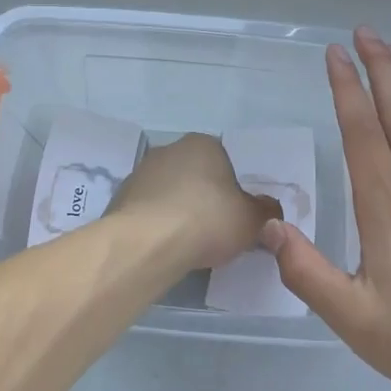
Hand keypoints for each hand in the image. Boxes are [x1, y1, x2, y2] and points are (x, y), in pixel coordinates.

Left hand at [110, 133, 281, 270]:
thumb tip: (269, 209)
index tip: (235, 215)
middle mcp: (169, 150)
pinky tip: (164, 247)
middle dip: (203, 198)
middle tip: (215, 230)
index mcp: (203, 144)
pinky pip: (148, 211)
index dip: (232, 189)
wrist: (148, 242)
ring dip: (178, 211)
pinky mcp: (120, 198)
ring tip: (188, 243)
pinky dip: (157, 225)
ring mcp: (140, 172)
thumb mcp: (252, 220)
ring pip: (169, 192)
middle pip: (194, 175)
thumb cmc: (207, 220)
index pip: (224, 161)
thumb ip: (265, 211)